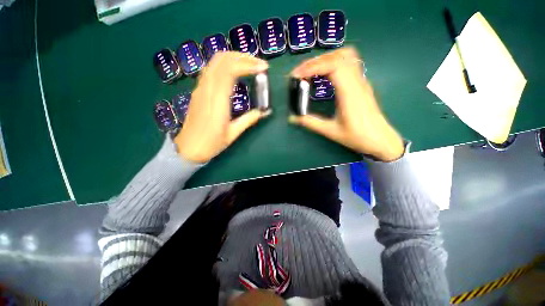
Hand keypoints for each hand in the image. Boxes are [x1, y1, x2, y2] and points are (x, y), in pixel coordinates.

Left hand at [174, 52, 269, 162]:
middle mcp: (207, 89)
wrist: (188, 149)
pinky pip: (211, 70)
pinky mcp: (198, 91)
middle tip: (258, 63)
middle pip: (222, 59)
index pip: (231, 70)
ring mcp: (200, 88)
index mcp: (217, 100)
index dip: (248, 64)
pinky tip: (234, 72)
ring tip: (249, 64)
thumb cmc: (211, 143)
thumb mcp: (233, 134)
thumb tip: (264, 111)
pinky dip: (224, 64)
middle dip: (242, 56)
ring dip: (233, 58)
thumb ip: (249, 120)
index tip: (263, 68)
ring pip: (215, 62)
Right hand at [289, 47, 404, 161]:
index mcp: (350, 93)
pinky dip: (333, 63)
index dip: (313, 66)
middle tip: (301, 74)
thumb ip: (310, 123)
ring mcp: (361, 81)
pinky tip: (324, 75)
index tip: (297, 75)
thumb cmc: (357, 137)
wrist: (380, 139)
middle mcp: (357, 82)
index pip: (334, 66)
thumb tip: (293, 118)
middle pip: (339, 56)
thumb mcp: (331, 131)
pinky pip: (348, 63)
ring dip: (326, 59)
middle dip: (317, 61)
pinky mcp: (361, 83)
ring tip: (311, 71)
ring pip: (346, 56)